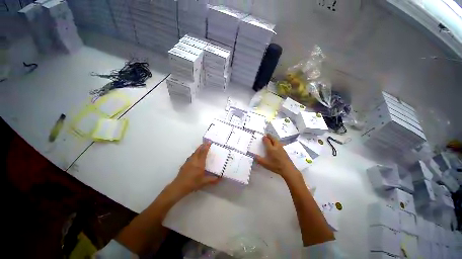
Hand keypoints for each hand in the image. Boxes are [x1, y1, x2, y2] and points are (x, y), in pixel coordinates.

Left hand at [171, 143, 219, 195]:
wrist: (179, 186)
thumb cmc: (193, 183)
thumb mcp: (204, 182)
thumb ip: (212, 179)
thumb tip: (220, 178)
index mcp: (199, 163)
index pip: (203, 153)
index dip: (206, 147)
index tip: (209, 142)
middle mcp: (194, 160)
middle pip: (198, 151)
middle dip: (202, 146)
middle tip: (205, 142)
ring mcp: (188, 162)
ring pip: (194, 153)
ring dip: (198, 149)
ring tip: (201, 148)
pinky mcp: (185, 164)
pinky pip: (191, 156)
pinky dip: (194, 154)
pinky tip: (194, 156)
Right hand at [256, 134, 299, 179]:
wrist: (288, 169)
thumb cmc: (276, 166)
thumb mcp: (266, 164)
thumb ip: (259, 160)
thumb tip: (254, 156)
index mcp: (271, 149)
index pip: (267, 141)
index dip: (265, 138)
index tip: (263, 137)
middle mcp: (276, 147)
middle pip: (273, 139)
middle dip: (270, 136)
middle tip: (267, 134)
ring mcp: (281, 148)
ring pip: (277, 141)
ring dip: (273, 138)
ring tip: (271, 138)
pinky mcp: (284, 151)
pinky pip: (279, 143)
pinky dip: (277, 141)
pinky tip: (276, 145)